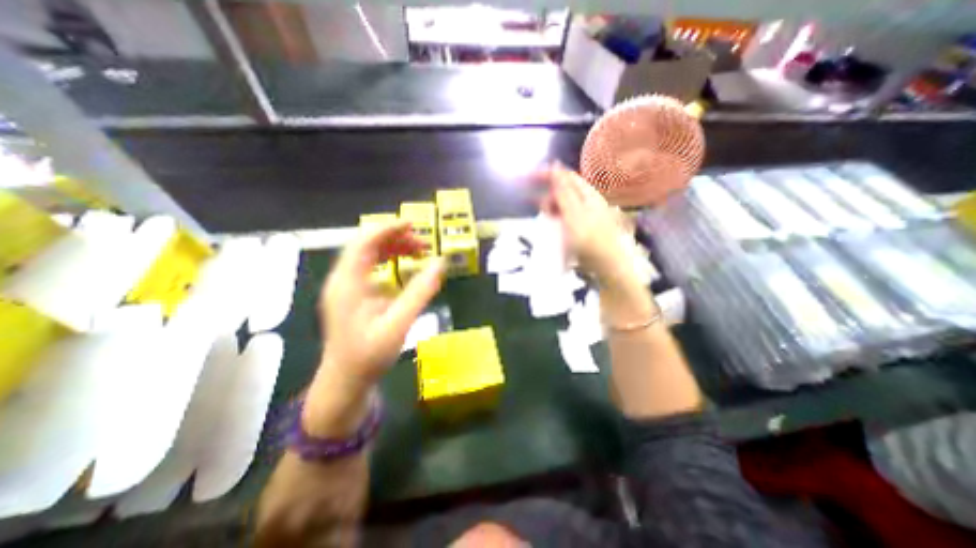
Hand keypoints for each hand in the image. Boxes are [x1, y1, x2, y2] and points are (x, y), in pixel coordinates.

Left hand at [303, 221, 445, 433]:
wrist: (344, 382)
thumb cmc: (368, 357)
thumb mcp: (398, 325)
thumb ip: (420, 293)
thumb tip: (440, 263)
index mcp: (347, 284)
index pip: (365, 242)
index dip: (388, 228)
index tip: (414, 225)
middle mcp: (342, 280)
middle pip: (367, 245)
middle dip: (396, 238)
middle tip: (424, 245)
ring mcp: (345, 287)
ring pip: (368, 254)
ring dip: (393, 248)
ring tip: (418, 252)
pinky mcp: (351, 294)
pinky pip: (370, 267)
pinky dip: (389, 260)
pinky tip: (404, 267)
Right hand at [541, 163, 633, 284]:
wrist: (607, 265)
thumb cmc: (590, 240)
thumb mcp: (573, 214)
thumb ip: (563, 192)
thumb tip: (555, 167)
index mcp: (587, 194)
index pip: (565, 176)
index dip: (546, 174)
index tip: (527, 179)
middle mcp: (587, 200)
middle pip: (564, 190)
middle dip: (548, 195)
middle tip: (540, 210)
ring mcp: (586, 214)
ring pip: (564, 204)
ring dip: (552, 208)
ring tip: (547, 220)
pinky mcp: (583, 226)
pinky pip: (566, 216)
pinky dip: (557, 218)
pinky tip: (554, 227)